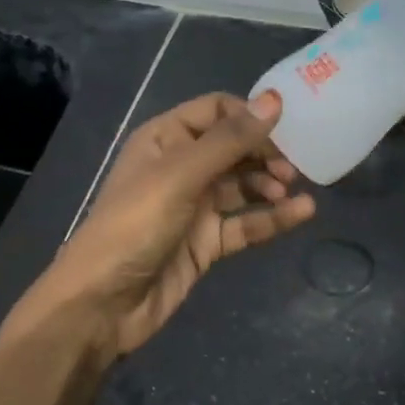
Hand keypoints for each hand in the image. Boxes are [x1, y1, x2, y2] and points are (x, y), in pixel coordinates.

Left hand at [30, 90, 315, 356]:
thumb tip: (274, 100)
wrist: (103, 303)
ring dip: (270, 185)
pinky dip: (272, 218)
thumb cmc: (135, 225)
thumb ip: (230, 140)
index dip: (250, 115)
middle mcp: (182, 167)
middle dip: (265, 153)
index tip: (287, 127)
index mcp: (165, 139)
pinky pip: (246, 223)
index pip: (216, 111)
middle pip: (234, 148)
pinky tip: (301, 213)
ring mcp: (195, 207)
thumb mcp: (181, 175)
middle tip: (293, 168)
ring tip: (291, 191)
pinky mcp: (207, 242)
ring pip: (243, 186)